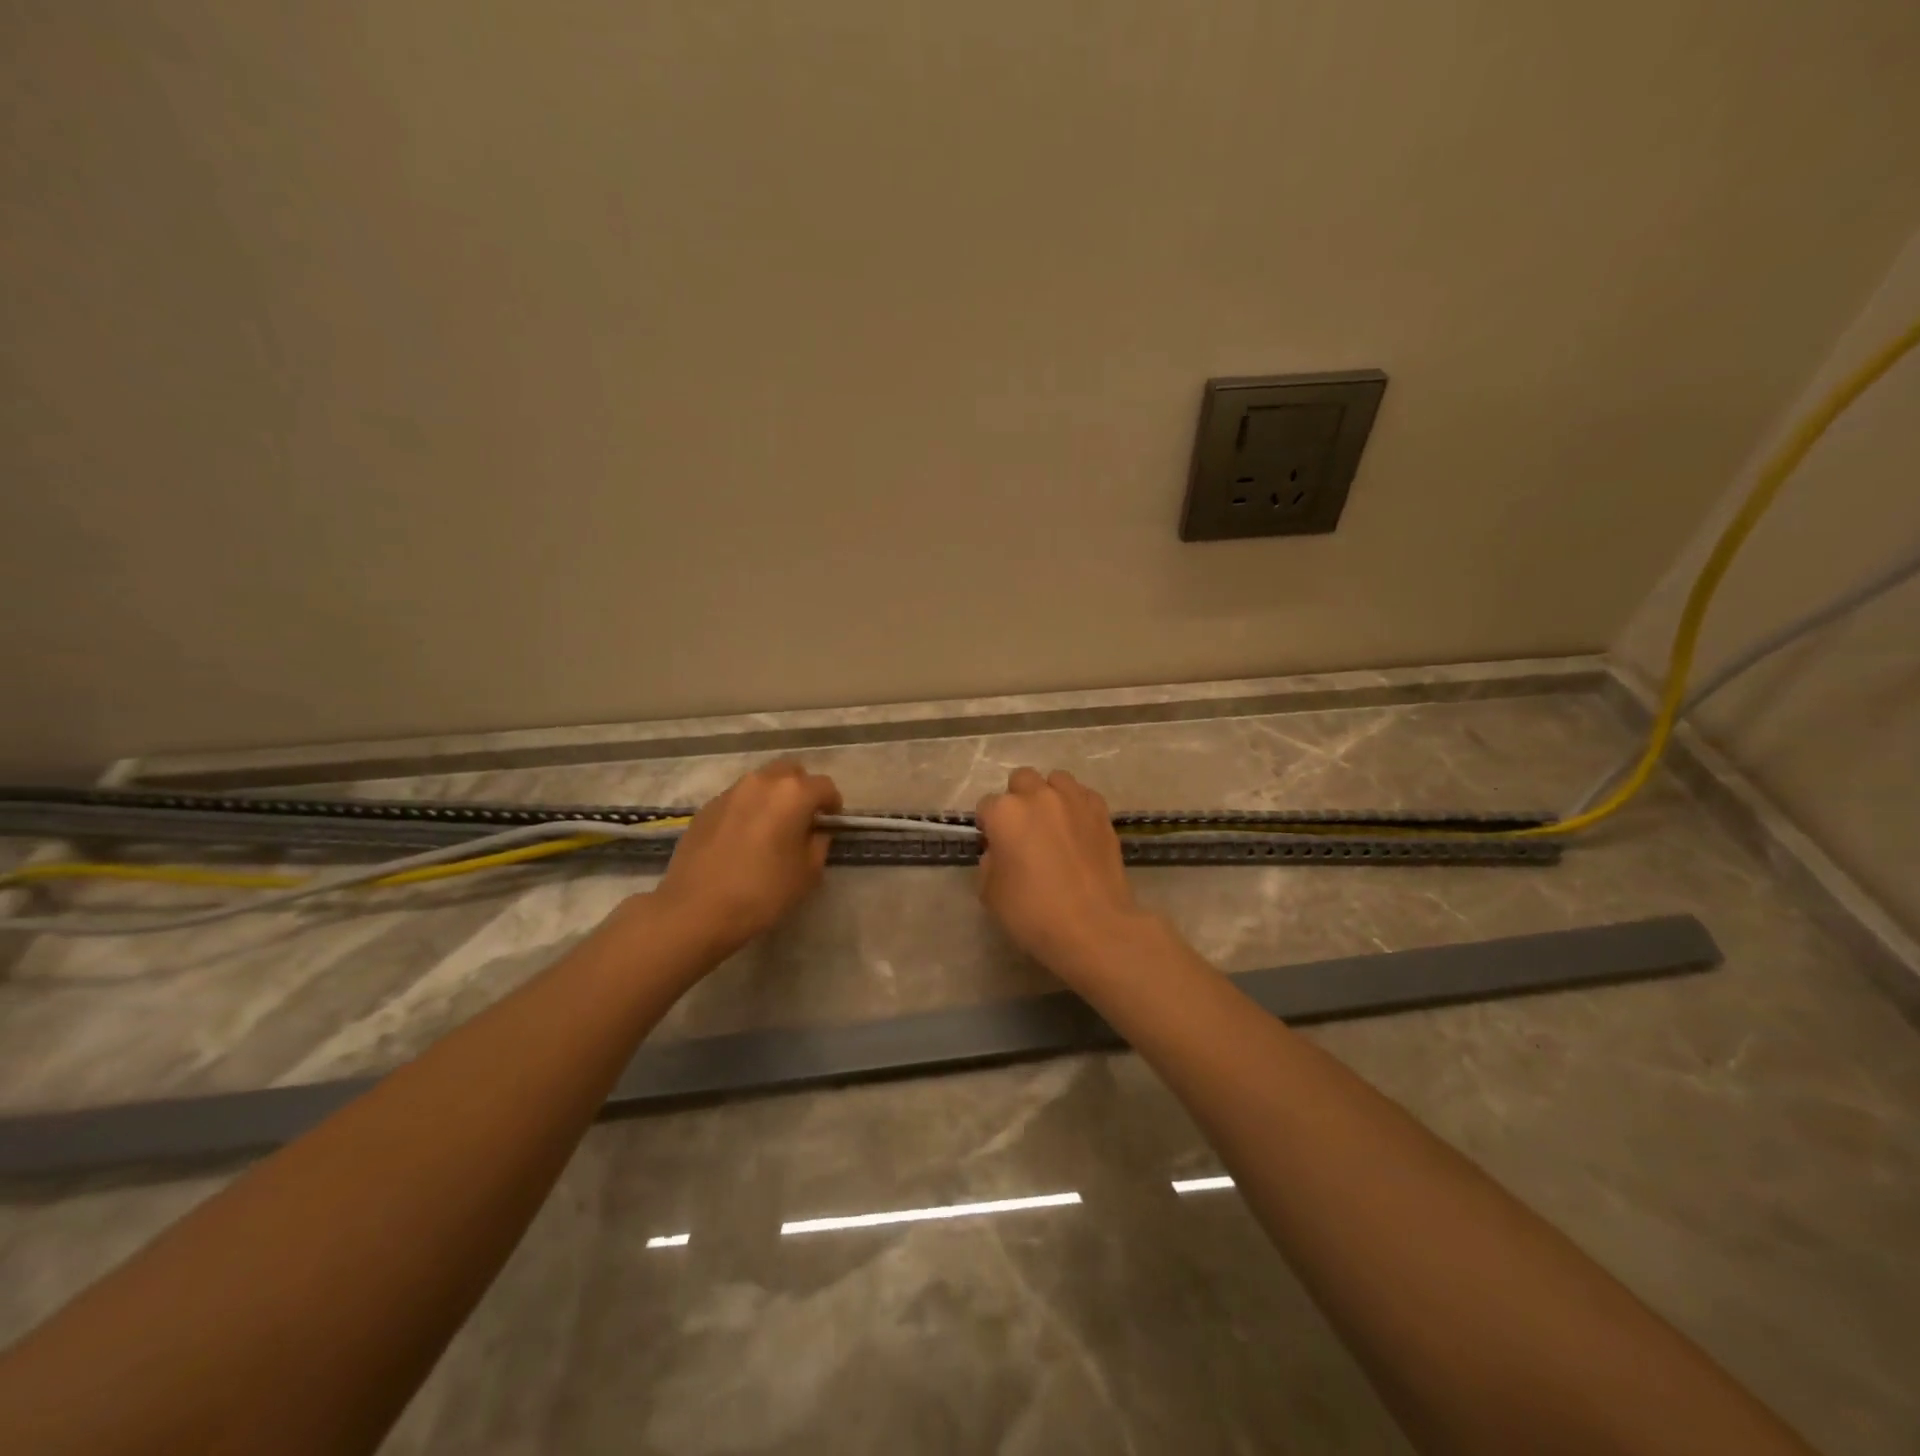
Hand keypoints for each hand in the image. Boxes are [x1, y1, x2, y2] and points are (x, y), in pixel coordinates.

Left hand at [652, 760, 841, 959]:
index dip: (832, 804)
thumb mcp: (807, 874)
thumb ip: (818, 844)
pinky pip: (737, 800)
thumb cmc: (761, 892)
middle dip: (802, 790)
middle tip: (802, 819)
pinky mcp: (706, 808)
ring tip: (772, 829)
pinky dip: (748, 810)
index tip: (830, 823)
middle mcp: (761, 782)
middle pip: (791, 772)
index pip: (825, 786)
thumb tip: (815, 832)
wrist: (695, 909)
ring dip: (773, 798)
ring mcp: (729, 793)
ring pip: (761, 783)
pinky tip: (743, 840)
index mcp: (792, 793)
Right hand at [975, 768, 1150, 981]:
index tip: (995, 847)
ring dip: (1049, 795)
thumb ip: (989, 862)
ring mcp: (1074, 800)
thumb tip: (1000, 851)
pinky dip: (1077, 806)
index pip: (987, 806)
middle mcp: (1038, 796)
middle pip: (1021, 780)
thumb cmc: (1033, 913)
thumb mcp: (990, 893)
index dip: (989, 827)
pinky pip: (1084, 795)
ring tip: (1053, 823)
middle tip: (1024, 831)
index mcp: (1005, 813)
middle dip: (1018, 800)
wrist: (1094, 927)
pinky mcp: (1102, 812)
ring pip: (1056, 780)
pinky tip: (1078, 829)